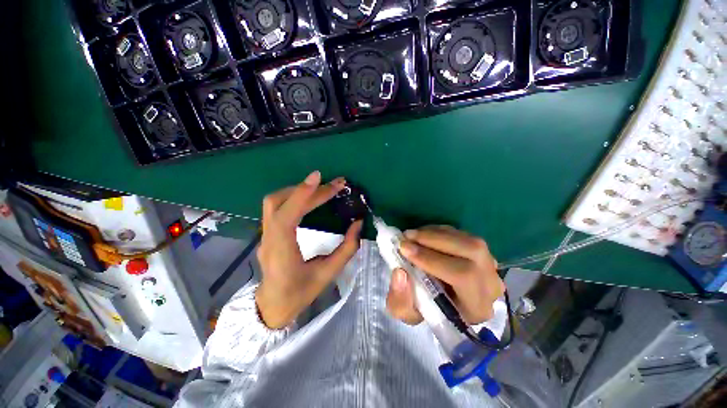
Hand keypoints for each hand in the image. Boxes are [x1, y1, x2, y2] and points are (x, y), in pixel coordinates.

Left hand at [256, 171, 362, 328]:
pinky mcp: (267, 232)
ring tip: (322, 190)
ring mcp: (265, 234)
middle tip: (334, 186)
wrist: (272, 306)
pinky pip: (277, 207)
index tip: (318, 177)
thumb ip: (346, 248)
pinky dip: (294, 197)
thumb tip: (358, 223)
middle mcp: (268, 238)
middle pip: (279, 202)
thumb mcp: (328, 274)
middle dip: (308, 190)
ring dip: (299, 191)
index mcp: (281, 251)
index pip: (286, 216)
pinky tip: (310, 198)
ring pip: (274, 202)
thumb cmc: (300, 293)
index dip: (301, 194)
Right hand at [386, 225, 504, 325]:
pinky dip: (440, 231)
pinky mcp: (481, 251)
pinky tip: (423, 234)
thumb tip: (400, 272)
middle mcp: (490, 285)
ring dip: (436, 233)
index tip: (405, 249)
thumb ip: (400, 300)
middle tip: (406, 236)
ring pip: (468, 240)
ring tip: (412, 234)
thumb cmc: (425, 310)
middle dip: (434, 240)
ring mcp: (489, 265)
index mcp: (476, 307)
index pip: (463, 276)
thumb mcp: (406, 313)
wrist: (439, 302)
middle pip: (472, 251)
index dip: (432, 259)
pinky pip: (463, 235)